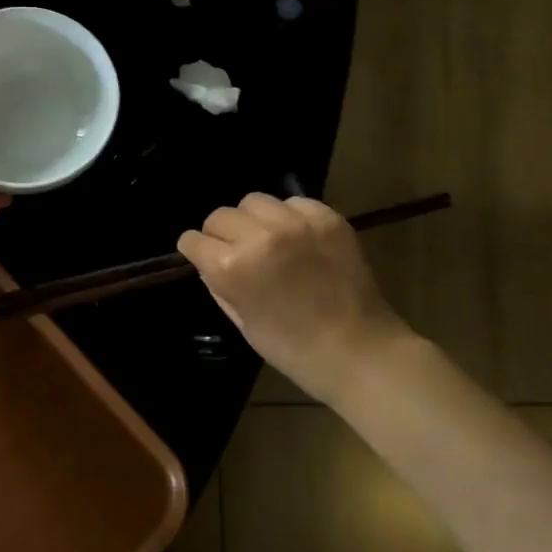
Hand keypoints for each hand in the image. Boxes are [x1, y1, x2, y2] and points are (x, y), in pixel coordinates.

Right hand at [177, 194, 409, 405]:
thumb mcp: (243, 323)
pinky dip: (289, 216)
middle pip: (221, 215)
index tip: (201, 255)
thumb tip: (208, 261)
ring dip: (253, 220)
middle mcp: (259, 236)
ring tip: (268, 239)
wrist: (358, 350)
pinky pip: (293, 202)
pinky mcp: (326, 218)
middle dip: (220, 233)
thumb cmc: (293, 348)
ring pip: (254, 201)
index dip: (195, 249)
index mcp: (232, 268)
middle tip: (236, 250)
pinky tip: (298, 237)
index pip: (194, 240)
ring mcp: (295, 223)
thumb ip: (219, 286)